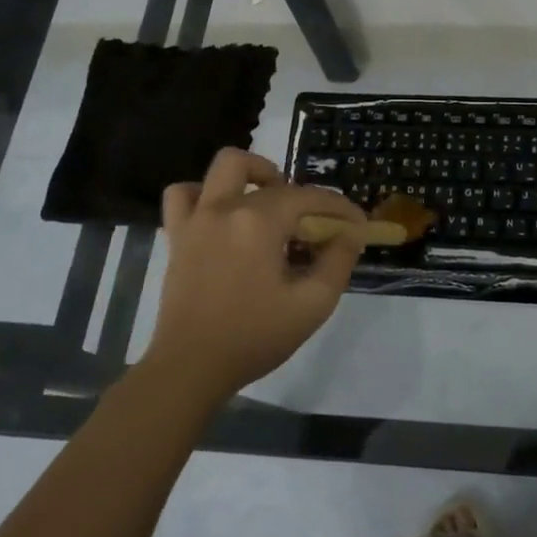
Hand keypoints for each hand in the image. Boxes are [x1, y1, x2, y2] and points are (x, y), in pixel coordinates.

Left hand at [142, 148, 365, 402]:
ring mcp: (197, 219)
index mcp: (260, 221)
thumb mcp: (312, 304)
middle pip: (271, 177)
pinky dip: (203, 194)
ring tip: (266, 201)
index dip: (340, 208)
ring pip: (223, 168)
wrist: (190, 368)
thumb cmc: (255, 337)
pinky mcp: (177, 237)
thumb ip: (338, 261)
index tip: (359, 226)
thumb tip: (351, 234)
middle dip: (300, 193)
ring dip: (251, 174)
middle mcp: (226, 208)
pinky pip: (183, 195)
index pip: (310, 198)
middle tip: (311, 223)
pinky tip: (220, 214)